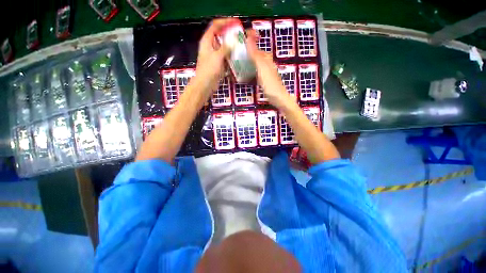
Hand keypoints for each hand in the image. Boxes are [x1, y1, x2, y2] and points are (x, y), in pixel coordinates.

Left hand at [194, 18, 233, 95]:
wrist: (206, 84)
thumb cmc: (209, 70)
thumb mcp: (217, 56)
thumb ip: (225, 48)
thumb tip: (233, 41)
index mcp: (207, 41)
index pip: (215, 26)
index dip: (224, 22)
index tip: (235, 23)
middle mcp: (210, 47)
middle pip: (220, 36)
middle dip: (230, 35)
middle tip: (240, 36)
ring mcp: (214, 56)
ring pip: (224, 48)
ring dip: (232, 47)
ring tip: (241, 46)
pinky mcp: (218, 64)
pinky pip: (226, 57)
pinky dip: (231, 57)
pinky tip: (238, 57)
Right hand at [246, 30, 290, 107]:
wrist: (279, 99)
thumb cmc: (270, 84)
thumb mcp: (262, 69)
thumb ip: (256, 56)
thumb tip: (248, 39)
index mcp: (267, 61)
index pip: (259, 49)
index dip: (251, 43)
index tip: (241, 42)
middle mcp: (268, 66)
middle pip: (259, 57)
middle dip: (250, 54)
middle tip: (239, 55)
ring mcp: (268, 74)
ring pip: (259, 65)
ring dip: (251, 62)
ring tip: (241, 64)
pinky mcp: (267, 81)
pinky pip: (258, 73)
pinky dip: (253, 72)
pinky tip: (249, 75)